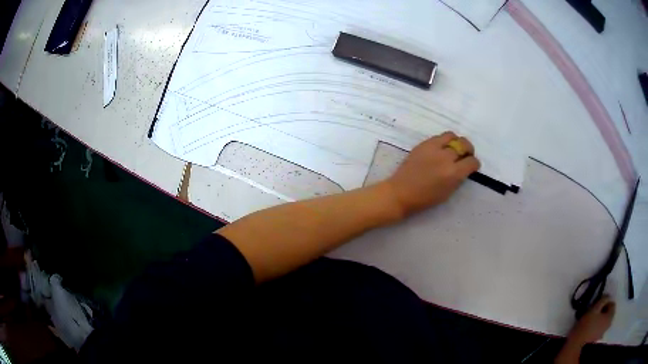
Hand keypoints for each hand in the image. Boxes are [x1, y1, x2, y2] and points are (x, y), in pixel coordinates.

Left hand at [385, 131, 480, 216]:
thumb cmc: (425, 198)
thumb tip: (464, 168)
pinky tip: (441, 149)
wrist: (401, 192)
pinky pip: (439, 137)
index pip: (471, 161)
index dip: (474, 164)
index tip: (472, 166)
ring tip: (454, 149)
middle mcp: (446, 157)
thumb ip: (458, 178)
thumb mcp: (448, 192)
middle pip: (464, 144)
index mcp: (453, 173)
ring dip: (456, 142)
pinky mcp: (423, 144)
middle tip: (466, 155)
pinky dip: (444, 141)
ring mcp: (433, 148)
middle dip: (468, 150)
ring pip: (452, 136)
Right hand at [568, 295, 615, 345]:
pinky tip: (590, 327)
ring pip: (604, 320)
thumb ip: (604, 299)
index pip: (612, 304)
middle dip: (603, 310)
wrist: (576, 344)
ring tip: (592, 319)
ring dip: (600, 318)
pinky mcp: (597, 338)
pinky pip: (600, 328)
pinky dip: (597, 325)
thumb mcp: (595, 307)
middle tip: (595, 311)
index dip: (606, 302)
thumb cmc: (587, 324)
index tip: (598, 305)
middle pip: (609, 313)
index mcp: (610, 316)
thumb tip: (608, 296)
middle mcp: (609, 324)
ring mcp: (603, 333)